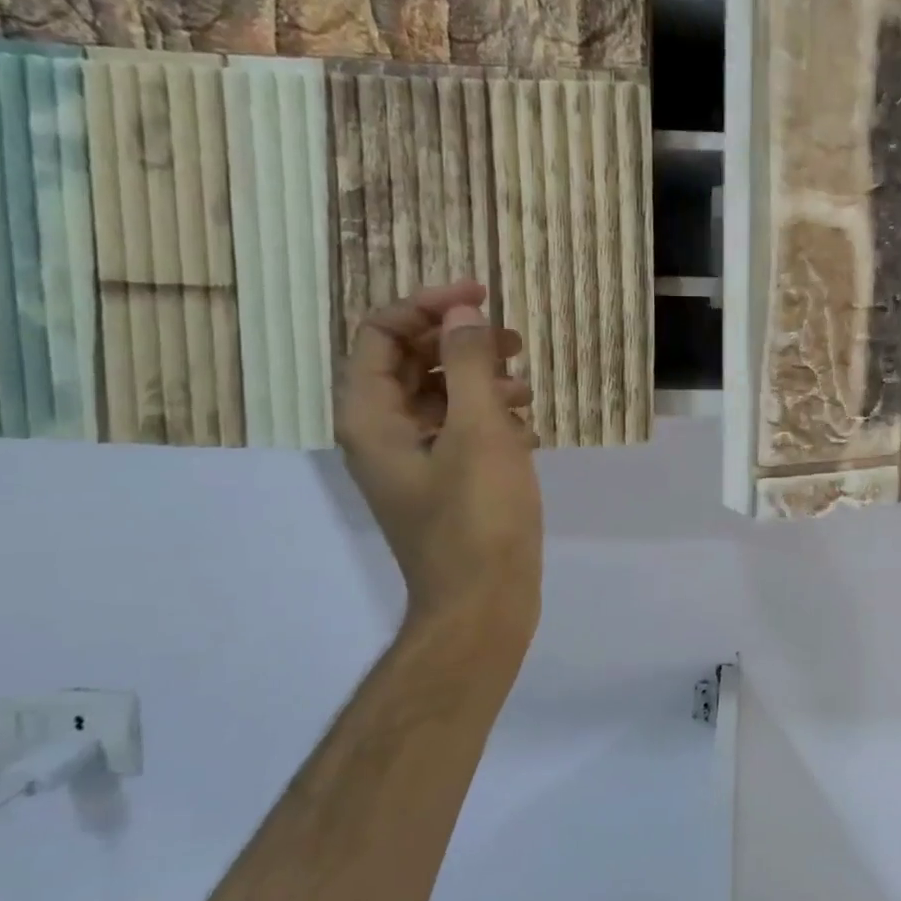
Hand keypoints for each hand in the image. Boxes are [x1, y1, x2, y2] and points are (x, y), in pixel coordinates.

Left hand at [335, 281, 542, 640]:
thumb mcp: (477, 429)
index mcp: (372, 417)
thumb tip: (460, 314)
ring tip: (528, 390)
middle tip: (515, 341)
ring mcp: (412, 463)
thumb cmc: (478, 515)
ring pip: (439, 398)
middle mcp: (381, 435)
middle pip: (409, 363)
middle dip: (460, 344)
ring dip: (481, 381)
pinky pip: (458, 432)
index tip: (482, 298)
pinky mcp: (442, 484)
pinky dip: (489, 419)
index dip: (428, 306)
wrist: (482, 602)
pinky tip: (528, 431)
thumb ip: (467, 363)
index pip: (381, 333)